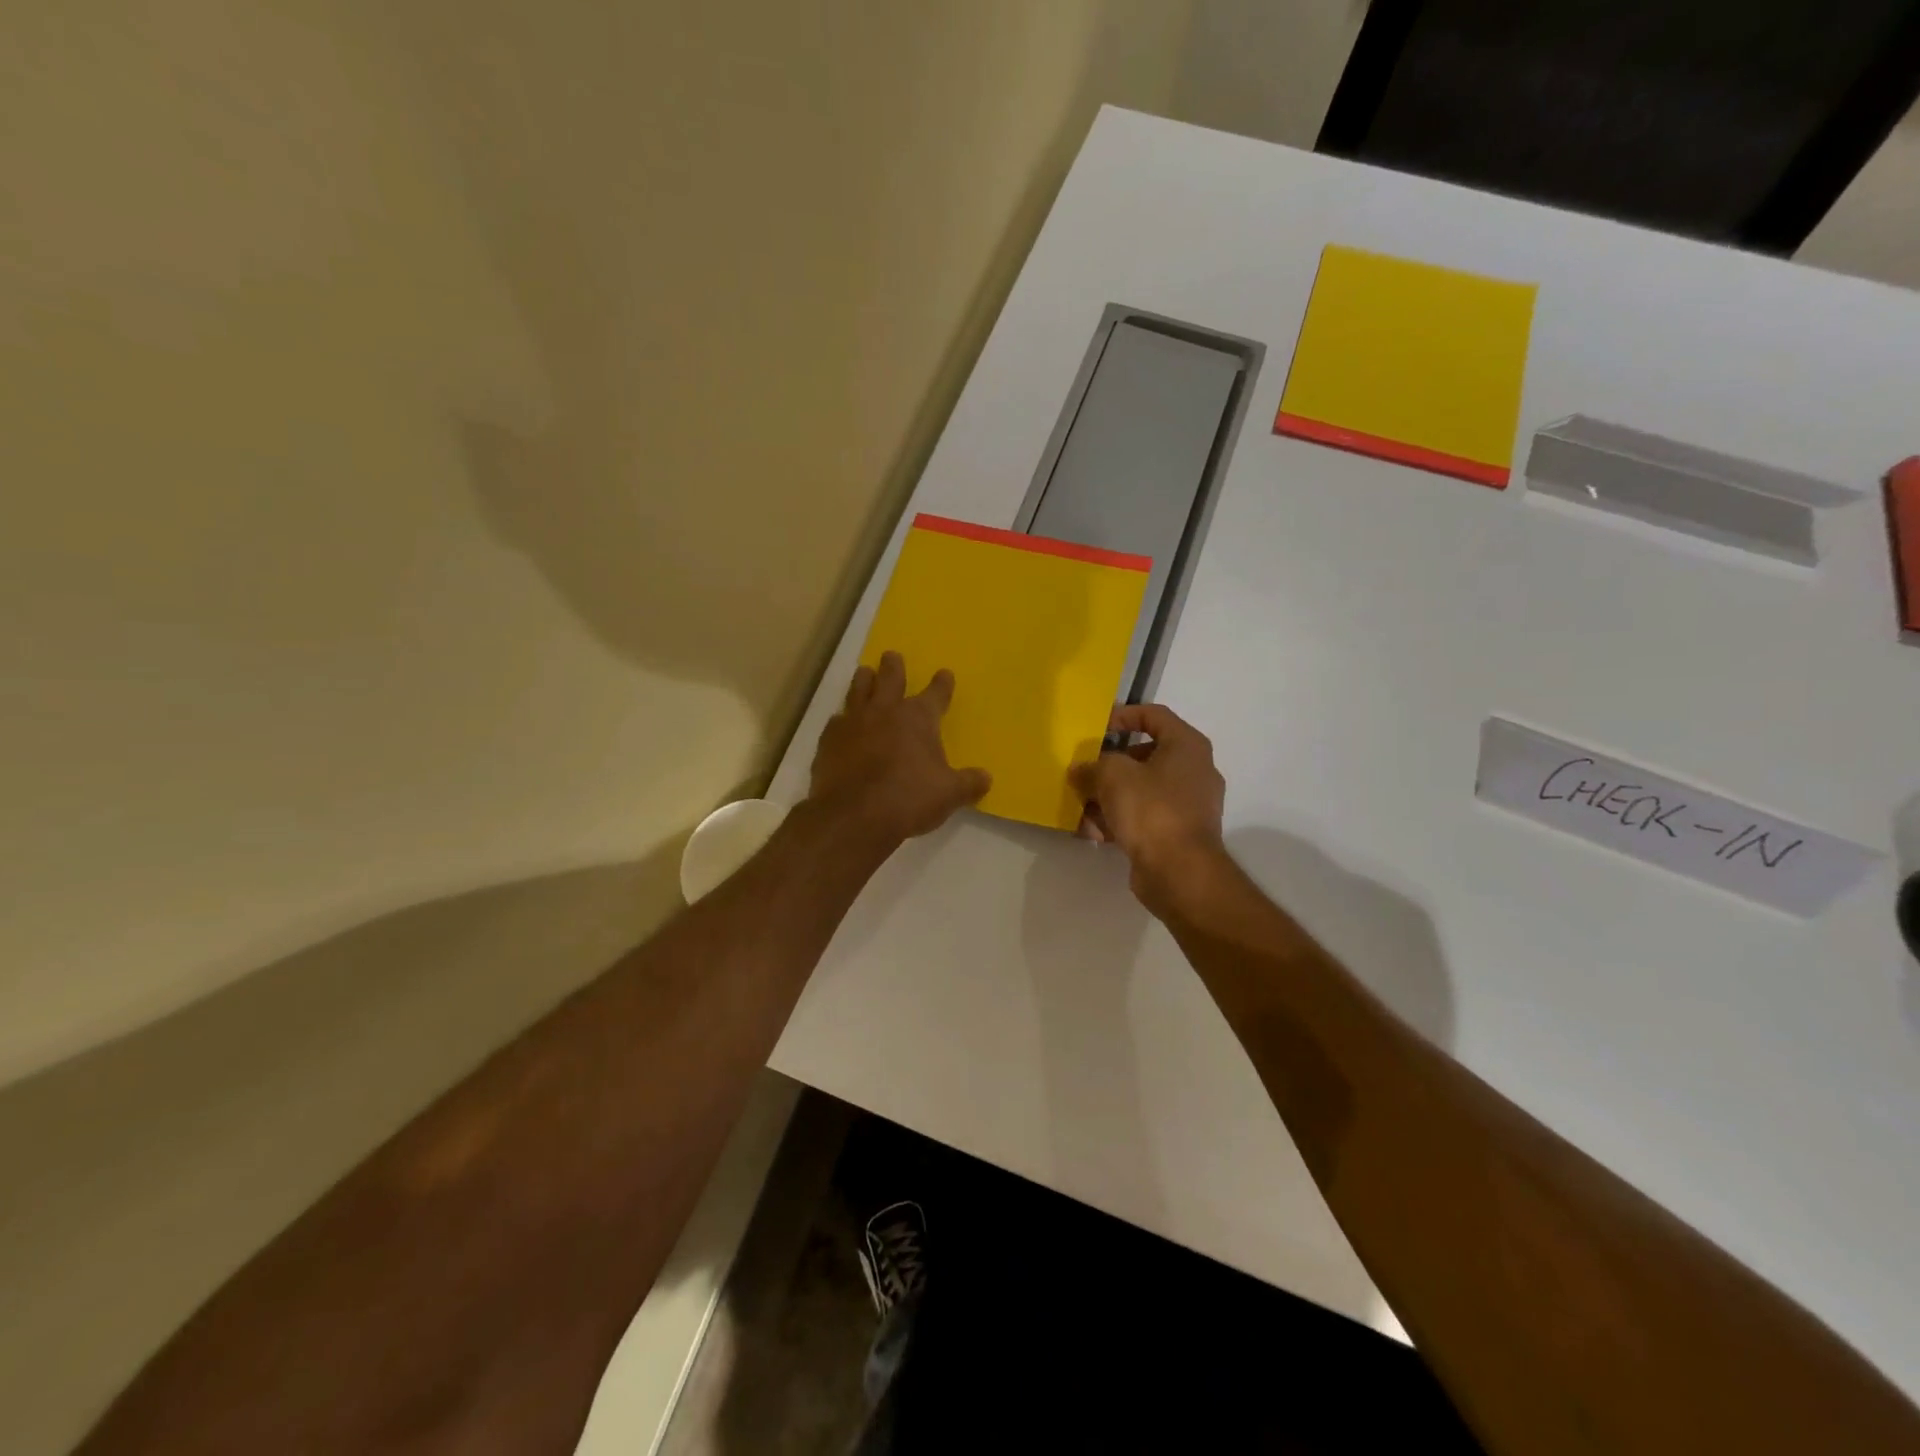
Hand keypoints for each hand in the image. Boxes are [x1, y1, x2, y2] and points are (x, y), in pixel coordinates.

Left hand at [808, 652, 991, 848]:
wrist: (854, 815)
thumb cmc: (909, 799)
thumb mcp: (949, 794)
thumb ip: (969, 783)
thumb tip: (986, 778)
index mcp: (918, 718)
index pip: (935, 694)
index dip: (942, 684)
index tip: (944, 674)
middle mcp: (885, 711)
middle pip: (890, 679)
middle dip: (893, 667)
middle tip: (891, 655)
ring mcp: (853, 723)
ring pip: (858, 691)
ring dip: (863, 680)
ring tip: (864, 672)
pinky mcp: (829, 741)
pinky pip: (836, 721)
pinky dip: (841, 719)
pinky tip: (840, 722)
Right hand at [1068, 703, 1226, 913]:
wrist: (1180, 872)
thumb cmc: (1151, 809)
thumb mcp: (1112, 775)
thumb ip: (1093, 766)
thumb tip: (1080, 771)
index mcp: (1186, 746)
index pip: (1154, 715)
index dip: (1123, 716)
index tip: (1097, 727)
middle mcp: (1193, 771)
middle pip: (1144, 756)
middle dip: (1109, 765)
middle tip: (1084, 770)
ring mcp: (1188, 805)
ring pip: (1140, 790)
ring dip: (1108, 796)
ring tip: (1080, 807)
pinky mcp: (1177, 833)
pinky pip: (1143, 817)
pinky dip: (1119, 820)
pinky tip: (1092, 832)